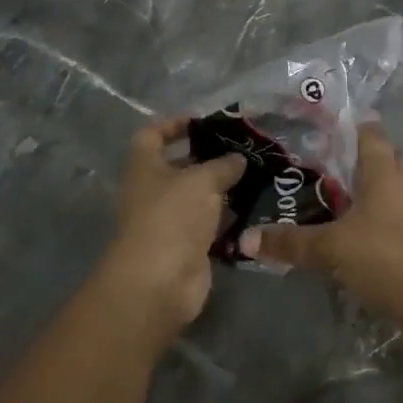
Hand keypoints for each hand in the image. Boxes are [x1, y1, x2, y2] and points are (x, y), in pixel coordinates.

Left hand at [101, 117, 243, 342]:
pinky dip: (229, 216)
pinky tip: (255, 205)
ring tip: (257, 173)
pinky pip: (210, 223)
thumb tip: (237, 159)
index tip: (204, 121)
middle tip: (243, 148)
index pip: (152, 134)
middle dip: (209, 156)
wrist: (160, 281)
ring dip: (223, 187)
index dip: (175, 123)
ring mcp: (169, 220)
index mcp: (145, 167)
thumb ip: (223, 165)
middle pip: (179, 165)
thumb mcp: (202, 180)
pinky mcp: (187, 245)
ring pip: (198, 196)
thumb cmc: (172, 217)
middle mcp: (153, 191)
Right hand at [252, 125, 402, 335]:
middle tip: (338, 160)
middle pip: (391, 158)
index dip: (355, 126)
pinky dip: (381, 213)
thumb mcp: (329, 249)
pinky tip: (360, 228)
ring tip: (345, 193)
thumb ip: (289, 242)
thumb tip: (245, 239)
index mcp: (383, 175)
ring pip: (397, 186)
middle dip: (369, 155)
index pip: (372, 136)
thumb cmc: (381, 257)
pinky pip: (398, 213)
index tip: (332, 123)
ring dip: (376, 186)